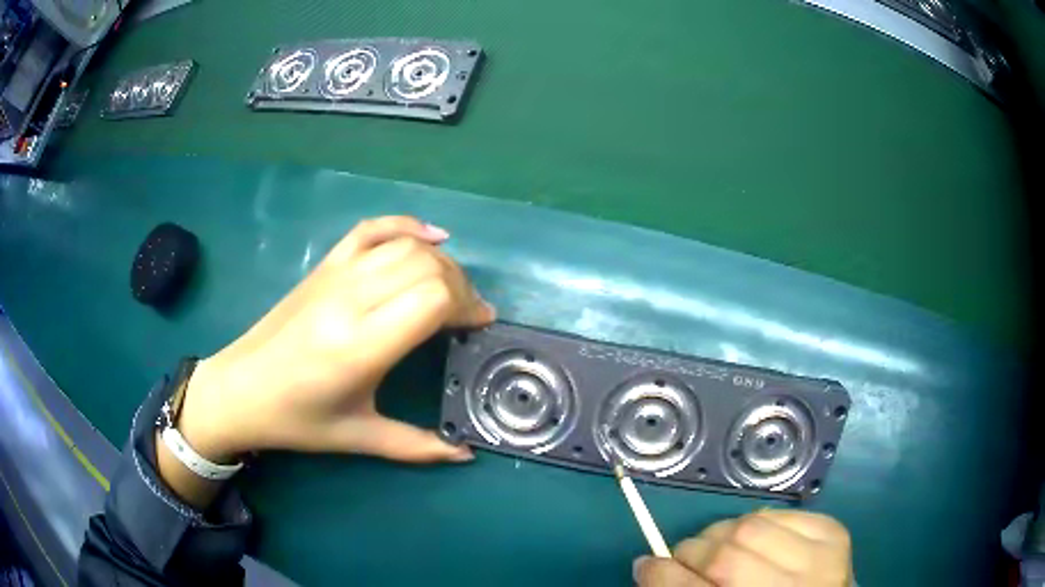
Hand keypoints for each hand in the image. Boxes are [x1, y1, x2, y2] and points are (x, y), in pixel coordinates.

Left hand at [177, 216, 494, 464]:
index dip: (467, 305)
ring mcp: (335, 275)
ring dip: (440, 261)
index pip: (432, 298)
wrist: (240, 388)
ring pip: (404, 245)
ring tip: (451, 288)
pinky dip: (405, 224)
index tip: (479, 325)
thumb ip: (417, 446)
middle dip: (461, 285)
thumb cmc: (297, 419)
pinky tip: (430, 235)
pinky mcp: (324, 266)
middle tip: (468, 313)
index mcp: (360, 346)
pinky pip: (370, 229)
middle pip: (425, 265)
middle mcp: (350, 300)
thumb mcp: (358, 437)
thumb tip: (466, 455)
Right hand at [634, 510, 851, 585]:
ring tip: (725, 547)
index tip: (647, 562)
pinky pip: (783, 513)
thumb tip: (650, 563)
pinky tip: (761, 541)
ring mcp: (820, 560)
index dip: (661, 574)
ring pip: (751, 525)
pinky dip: (762, 521)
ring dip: (725, 533)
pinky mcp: (834, 534)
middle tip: (687, 557)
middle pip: (724, 555)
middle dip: (693, 551)